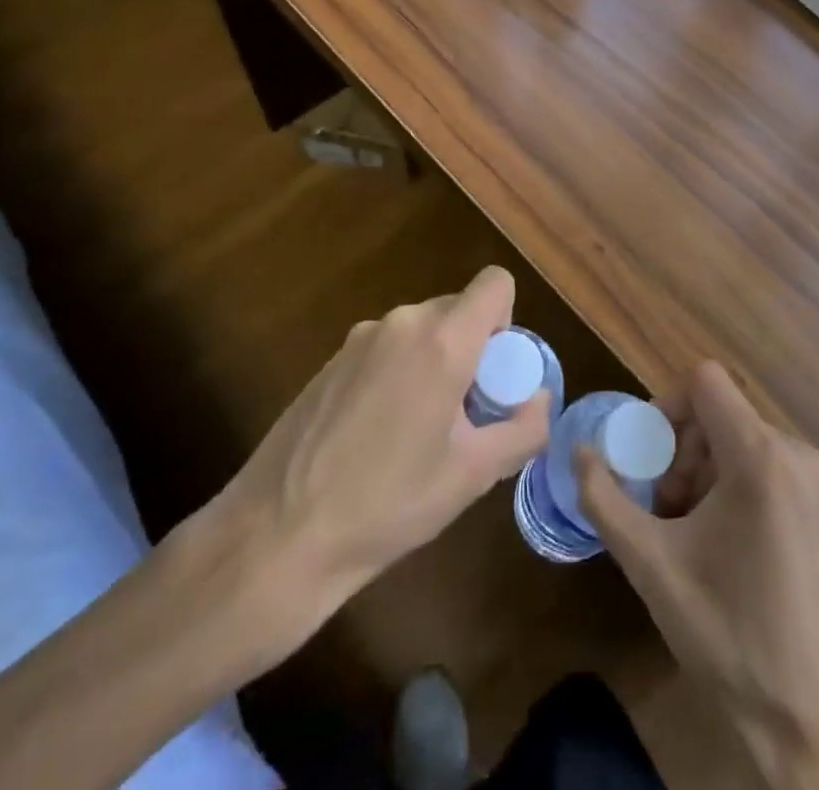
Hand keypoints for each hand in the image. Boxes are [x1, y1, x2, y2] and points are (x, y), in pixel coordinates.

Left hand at [175, 266, 548, 679]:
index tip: (496, 374)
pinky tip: (377, 436)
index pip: (494, 283)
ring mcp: (360, 338)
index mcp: (441, 340)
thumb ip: (523, 430)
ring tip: (418, 433)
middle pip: (458, 310)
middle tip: (464, 416)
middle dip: (473, 350)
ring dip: (435, 363)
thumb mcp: (471, 476)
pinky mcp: (331, 359)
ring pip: (422, 331)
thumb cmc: (386, 505)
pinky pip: (387, 348)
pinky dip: (399, 374)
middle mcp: (402, 323)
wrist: (276, 535)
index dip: (507, 320)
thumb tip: (541, 400)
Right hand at [578, 362, 818, 789]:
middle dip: (680, 451)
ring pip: (742, 441)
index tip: (647, 459)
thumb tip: (578, 452)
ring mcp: (818, 483)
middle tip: (663, 509)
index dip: (665, 406)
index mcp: (759, 456)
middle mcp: (796, 453)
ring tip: (689, 534)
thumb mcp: (651, 566)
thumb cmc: (731, 638)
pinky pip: (769, 466)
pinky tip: (725, 548)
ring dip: (704, 472)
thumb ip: (604, 499)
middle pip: (719, 414)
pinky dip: (735, 486)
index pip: (703, 381)